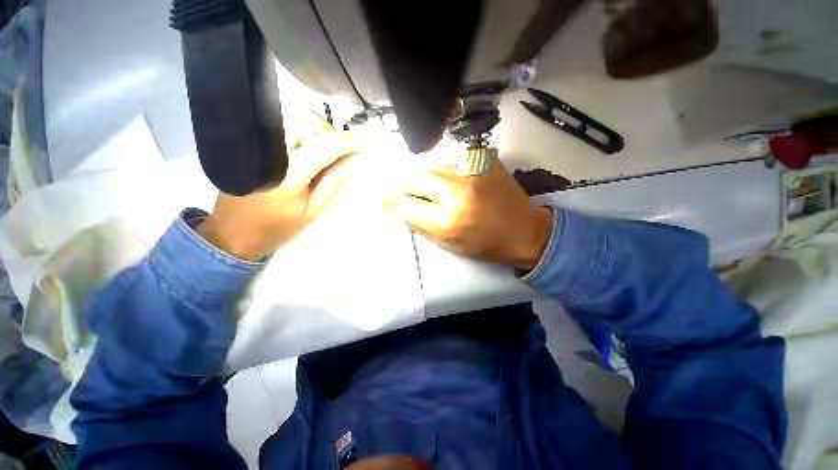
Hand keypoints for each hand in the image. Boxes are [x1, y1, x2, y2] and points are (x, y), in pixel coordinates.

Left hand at [198, 120, 366, 260]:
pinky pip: (279, 122)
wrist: (234, 231)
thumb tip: (350, 158)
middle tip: (338, 152)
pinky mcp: (247, 143)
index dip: (348, 140)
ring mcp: (253, 144)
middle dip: (329, 133)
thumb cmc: (279, 227)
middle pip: (307, 123)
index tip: (368, 135)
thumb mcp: (315, 211)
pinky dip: (298, 128)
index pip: (324, 148)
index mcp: (288, 177)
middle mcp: (269, 153)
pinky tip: (303, 147)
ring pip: (292, 117)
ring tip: (320, 150)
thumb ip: (334, 182)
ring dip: (314, 130)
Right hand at [382, 157, 553, 270]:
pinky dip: (448, 174)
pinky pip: (454, 164)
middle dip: (407, 186)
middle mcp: (455, 192)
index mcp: (446, 220)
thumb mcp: (450, 244)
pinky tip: (457, 184)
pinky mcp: (484, 162)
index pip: (406, 205)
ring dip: (428, 179)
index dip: (391, 202)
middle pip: (416, 178)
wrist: (525, 230)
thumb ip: (422, 225)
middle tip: (407, 192)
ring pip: (434, 168)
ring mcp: (471, 173)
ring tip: (437, 191)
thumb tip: (401, 209)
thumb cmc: (485, 245)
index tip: (380, 199)